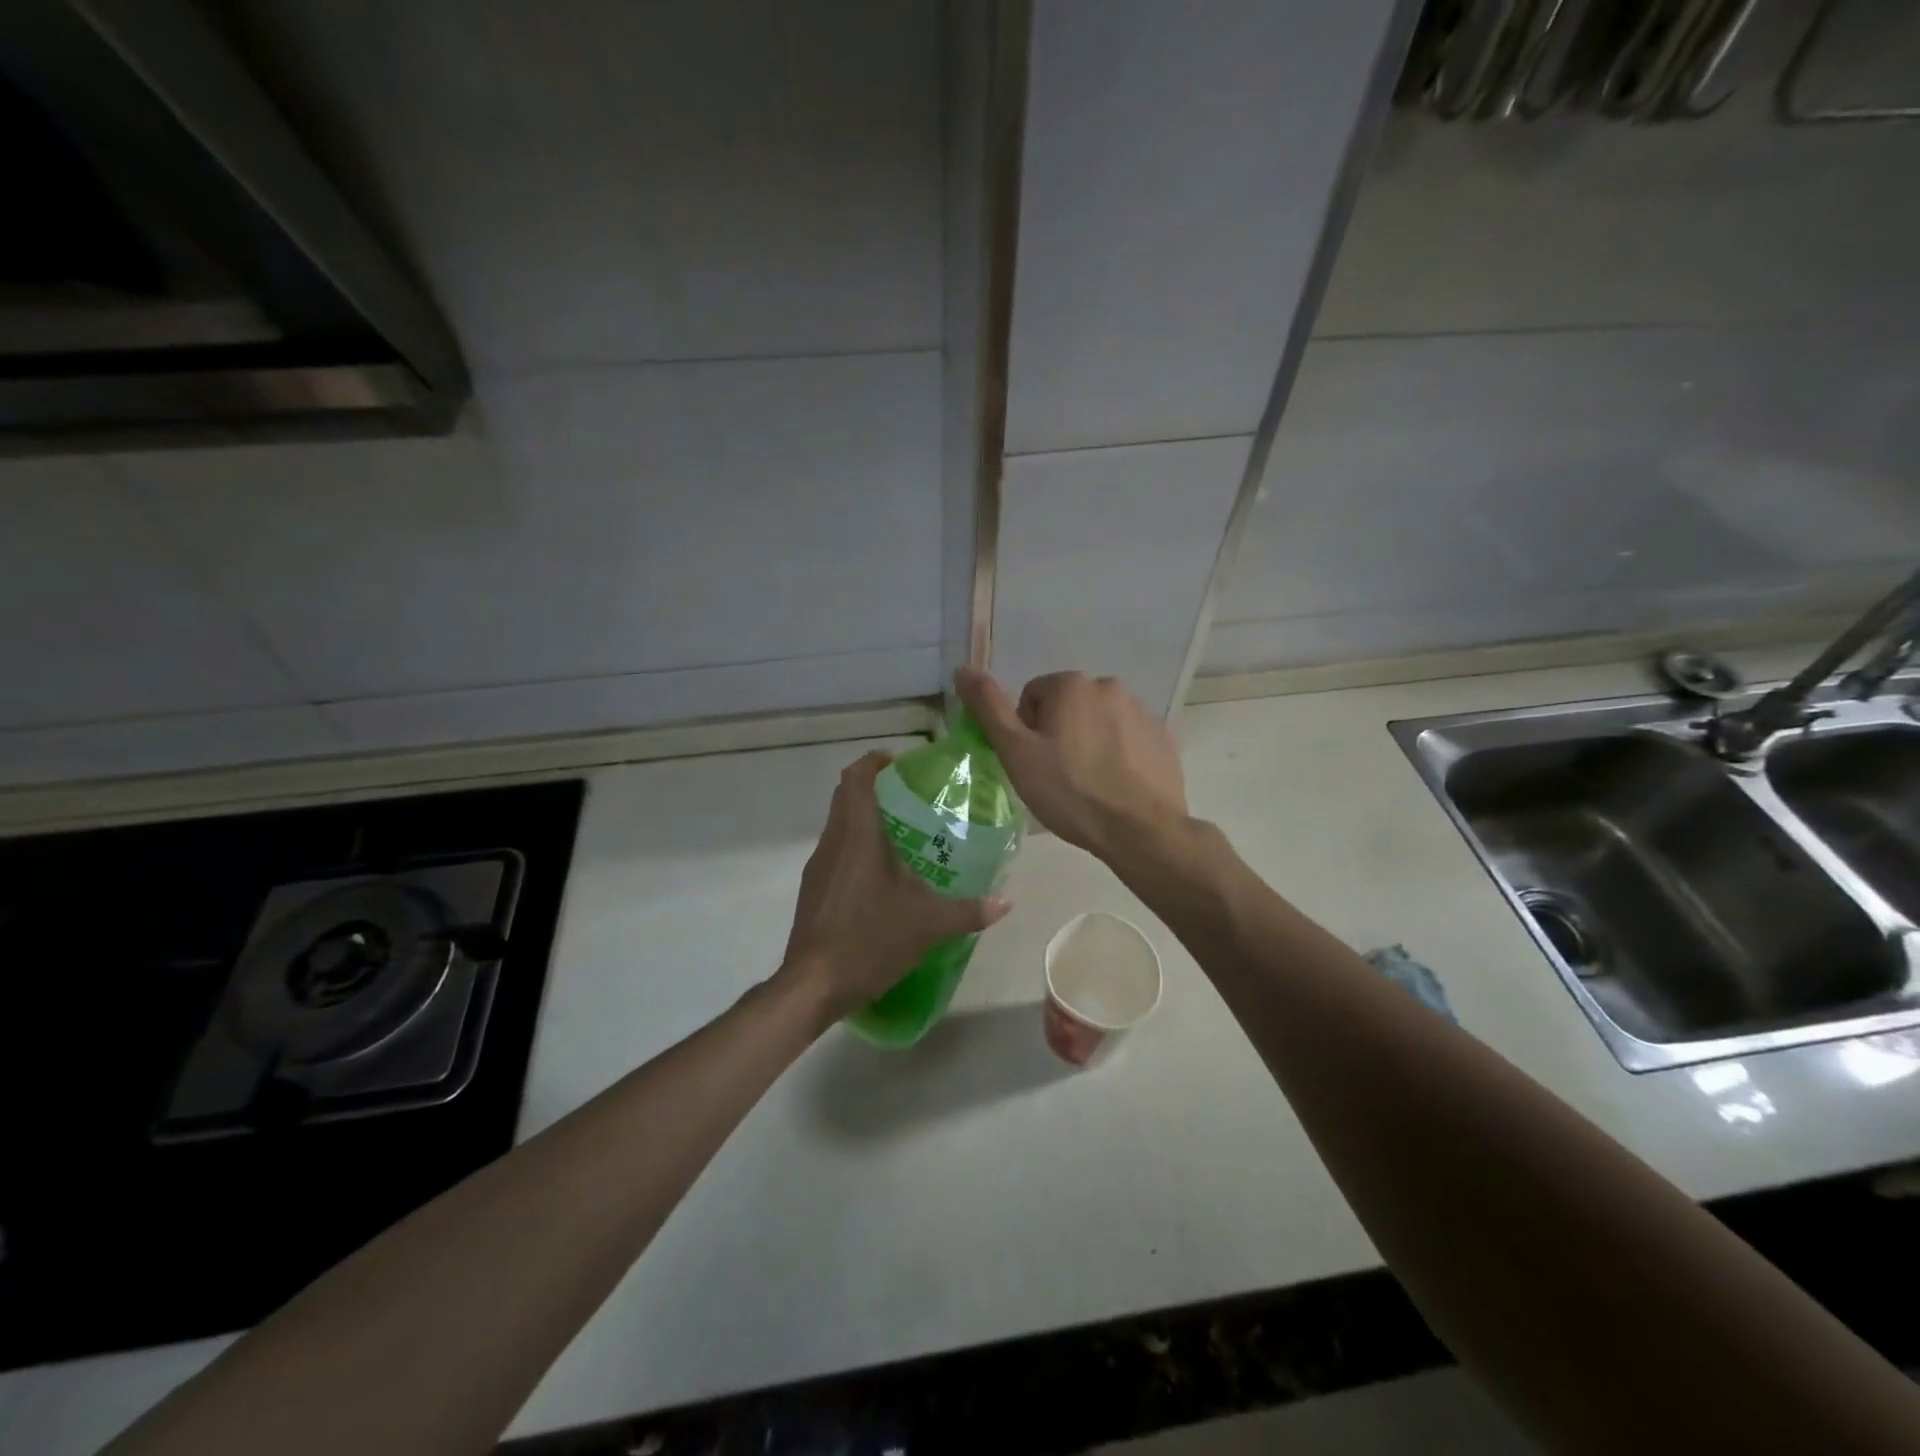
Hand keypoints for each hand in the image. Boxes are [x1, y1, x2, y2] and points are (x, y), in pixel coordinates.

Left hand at [778, 750, 1011, 1022]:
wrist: (812, 985)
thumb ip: (968, 911)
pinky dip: (856, 846)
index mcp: (857, 836)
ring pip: (839, 825)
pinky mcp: (813, 890)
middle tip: (910, 795)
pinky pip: (836, 851)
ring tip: (902, 833)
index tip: (899, 762)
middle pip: (845, 796)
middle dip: (873, 787)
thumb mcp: (927, 925)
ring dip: (864, 818)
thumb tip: (1006, 902)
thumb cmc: (868, 940)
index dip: (874, 762)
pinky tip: (882, 875)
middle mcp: (833, 842)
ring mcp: (819, 867)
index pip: (856, 778)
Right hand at [954, 667, 1188, 862]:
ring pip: (1098, 722)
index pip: (1033, 696)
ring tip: (1087, 784)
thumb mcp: (1017, 753)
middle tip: (1057, 776)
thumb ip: (988, 708)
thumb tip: (963, 668)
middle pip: (1067, 706)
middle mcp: (1109, 687)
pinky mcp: (1163, 738)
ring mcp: (1141, 711)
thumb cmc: (1070, 791)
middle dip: (1058, 734)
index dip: (1026, 730)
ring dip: (1088, 742)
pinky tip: (1115, 786)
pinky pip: (1128, 739)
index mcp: (1071, 685)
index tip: (1033, 762)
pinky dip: (1118, 755)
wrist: (1140, 830)